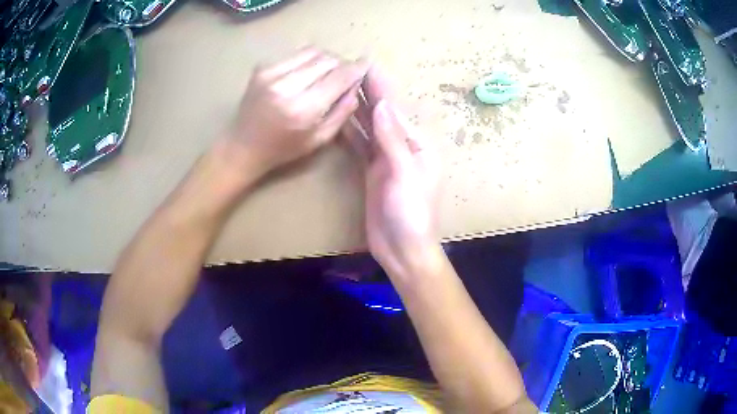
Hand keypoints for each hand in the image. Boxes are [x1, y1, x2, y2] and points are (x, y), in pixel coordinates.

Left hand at [222, 47, 368, 178]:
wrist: (242, 146)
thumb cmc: (283, 149)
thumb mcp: (319, 139)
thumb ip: (342, 111)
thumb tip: (356, 85)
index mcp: (302, 109)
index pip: (339, 77)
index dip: (356, 68)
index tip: (366, 65)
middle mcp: (286, 86)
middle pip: (327, 59)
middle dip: (341, 64)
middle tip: (344, 74)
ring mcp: (271, 74)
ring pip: (312, 52)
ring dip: (325, 59)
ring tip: (326, 72)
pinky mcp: (262, 68)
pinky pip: (295, 54)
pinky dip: (307, 60)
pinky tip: (305, 73)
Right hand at [344, 68, 440, 277]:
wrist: (402, 249)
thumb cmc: (411, 214)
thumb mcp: (405, 174)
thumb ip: (393, 139)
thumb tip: (383, 103)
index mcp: (417, 144)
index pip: (396, 108)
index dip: (381, 86)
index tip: (365, 64)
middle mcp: (402, 145)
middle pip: (382, 113)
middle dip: (367, 91)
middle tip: (347, 69)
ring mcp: (385, 158)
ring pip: (369, 127)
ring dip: (355, 107)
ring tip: (338, 86)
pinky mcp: (371, 170)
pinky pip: (360, 145)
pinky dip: (349, 131)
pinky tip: (337, 118)